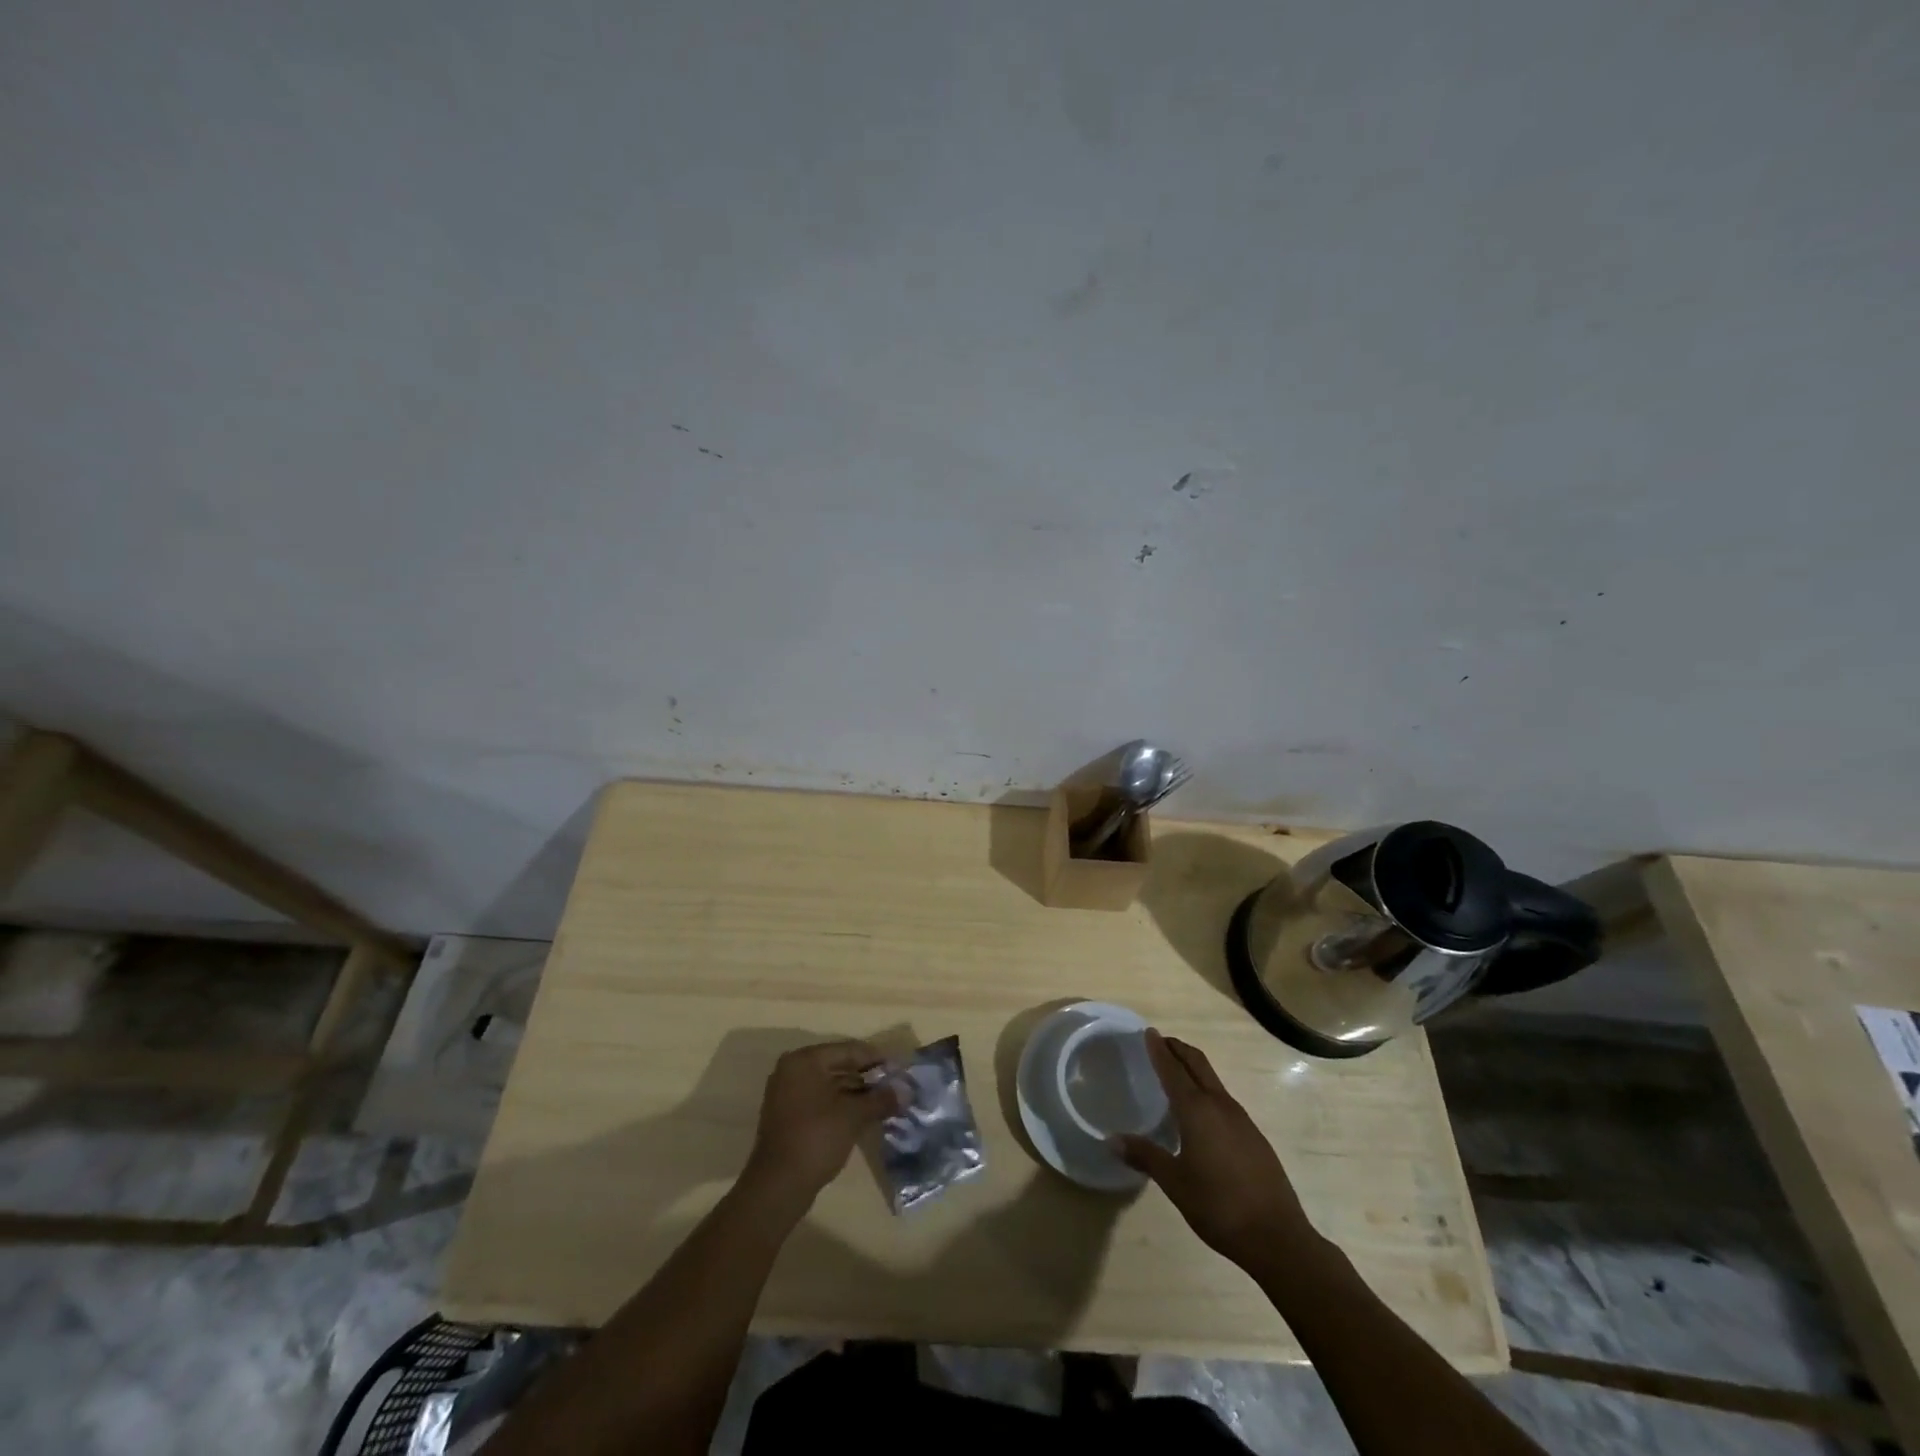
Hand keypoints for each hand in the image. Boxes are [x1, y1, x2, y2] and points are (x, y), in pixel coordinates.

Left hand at [743, 1040, 897, 1208]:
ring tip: (884, 1103)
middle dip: (867, 1078)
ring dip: (856, 1093)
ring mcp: (787, 1093)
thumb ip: (880, 1099)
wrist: (778, 1186)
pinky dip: (841, 1105)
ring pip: (830, 1085)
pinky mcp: (788, 1116)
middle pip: (838, 1066)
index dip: (876, 1058)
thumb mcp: (854, 1115)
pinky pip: (820, 1101)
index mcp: (805, 1060)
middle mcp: (792, 1070)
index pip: (848, 1050)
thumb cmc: (816, 1138)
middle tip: (895, 1087)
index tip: (899, 1068)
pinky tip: (863, 1115)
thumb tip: (906, 1092)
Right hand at [1117, 1031, 1316, 1271]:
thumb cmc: (1219, 1206)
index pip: (1173, 1069)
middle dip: (1178, 1049)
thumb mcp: (1175, 1183)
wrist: (1277, 1237)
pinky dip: (1206, 1090)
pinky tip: (1201, 1112)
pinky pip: (1224, 1099)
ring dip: (1193, 1068)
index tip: (1148, 1032)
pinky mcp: (1254, 1135)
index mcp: (1197, 1110)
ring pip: (1212, 1080)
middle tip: (1160, 1042)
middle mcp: (1220, 1105)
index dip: (1159, 1050)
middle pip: (1197, 1064)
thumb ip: (1145, 1156)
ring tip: (1176, 1073)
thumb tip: (1112, 1140)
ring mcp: (1241, 1119)